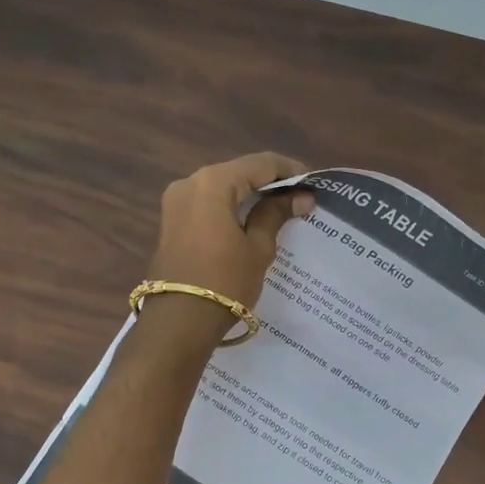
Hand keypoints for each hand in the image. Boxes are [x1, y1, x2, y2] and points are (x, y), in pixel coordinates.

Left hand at [148, 153, 313, 316]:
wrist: (180, 320)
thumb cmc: (225, 281)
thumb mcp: (257, 247)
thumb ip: (275, 214)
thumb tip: (300, 197)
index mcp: (212, 182)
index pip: (259, 163)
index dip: (289, 171)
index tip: (313, 184)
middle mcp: (190, 182)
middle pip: (238, 172)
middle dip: (269, 183)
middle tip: (299, 198)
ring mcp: (176, 202)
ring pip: (222, 188)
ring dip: (249, 196)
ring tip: (280, 210)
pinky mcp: (171, 221)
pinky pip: (208, 204)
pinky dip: (231, 208)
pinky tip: (252, 221)